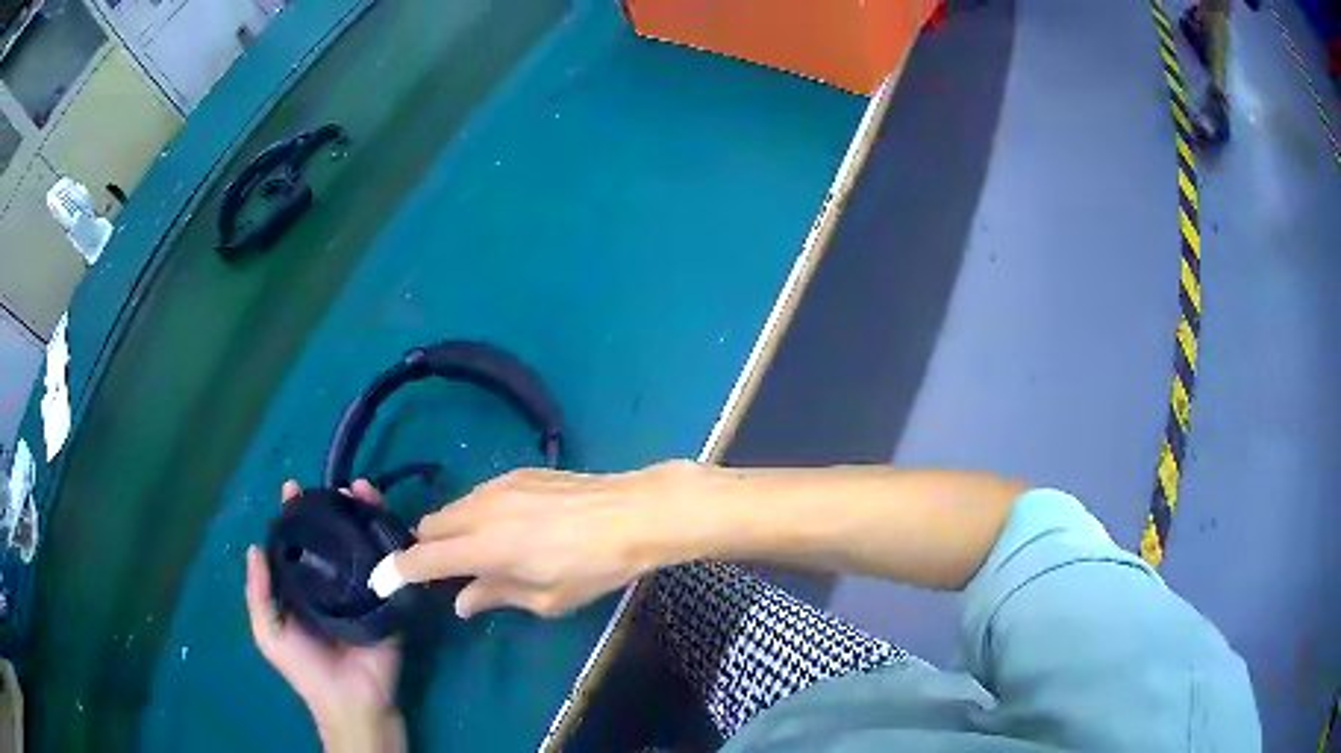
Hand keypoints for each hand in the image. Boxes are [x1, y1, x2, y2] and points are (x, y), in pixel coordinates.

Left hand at [246, 480, 404, 751]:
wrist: (352, 700)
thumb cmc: (306, 669)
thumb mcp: (269, 633)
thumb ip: (258, 594)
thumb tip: (254, 546)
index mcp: (303, 587)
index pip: (298, 542)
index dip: (294, 516)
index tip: (293, 488)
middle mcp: (332, 582)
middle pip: (333, 537)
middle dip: (334, 508)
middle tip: (338, 485)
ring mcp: (362, 589)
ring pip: (362, 544)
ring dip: (364, 515)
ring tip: (363, 490)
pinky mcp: (389, 599)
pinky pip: (390, 566)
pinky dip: (392, 541)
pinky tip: (391, 520)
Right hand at [394, 462, 698, 618]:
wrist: (633, 513)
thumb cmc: (594, 566)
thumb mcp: (547, 598)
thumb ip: (496, 596)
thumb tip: (461, 601)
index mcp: (484, 547)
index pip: (423, 558)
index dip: (397, 571)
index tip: (380, 581)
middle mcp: (480, 509)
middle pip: (429, 526)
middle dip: (425, 549)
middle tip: (444, 573)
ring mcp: (498, 486)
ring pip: (452, 508)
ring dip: (451, 531)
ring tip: (479, 553)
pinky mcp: (516, 473)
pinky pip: (477, 496)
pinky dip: (474, 515)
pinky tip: (505, 530)